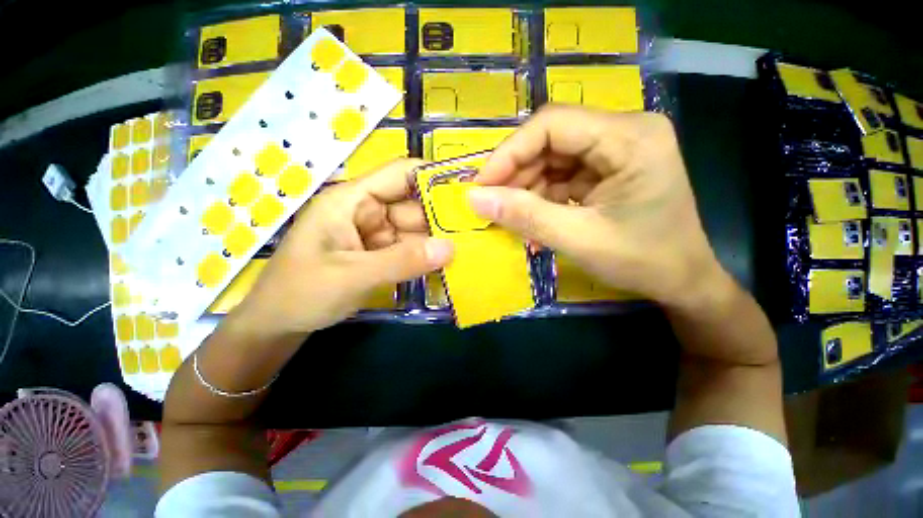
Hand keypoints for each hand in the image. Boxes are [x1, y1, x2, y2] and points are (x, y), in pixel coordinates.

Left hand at [229, 160, 453, 335]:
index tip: (468, 191)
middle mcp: (368, 211)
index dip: (434, 177)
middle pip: (414, 205)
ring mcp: (376, 234)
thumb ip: (401, 261)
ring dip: (438, 240)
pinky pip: (410, 249)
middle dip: (443, 218)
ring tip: (471, 248)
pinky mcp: (380, 253)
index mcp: (353, 199)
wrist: (279, 324)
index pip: (400, 174)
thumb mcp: (352, 275)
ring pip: (416, 230)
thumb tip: (450, 248)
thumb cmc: (301, 292)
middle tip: (478, 230)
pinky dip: (427, 256)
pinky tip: (449, 264)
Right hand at [469, 105, 726, 308]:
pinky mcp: (606, 171)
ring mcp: (615, 151)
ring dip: (527, 190)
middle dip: (517, 175)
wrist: (682, 281)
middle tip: (493, 207)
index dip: (509, 154)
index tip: (481, 187)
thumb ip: (525, 216)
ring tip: (513, 220)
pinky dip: (542, 199)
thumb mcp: (578, 239)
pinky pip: (562, 177)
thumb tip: (474, 199)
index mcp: (629, 137)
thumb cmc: (643, 261)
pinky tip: (534, 222)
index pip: (552, 125)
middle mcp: (623, 132)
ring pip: (552, 160)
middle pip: (550, 141)